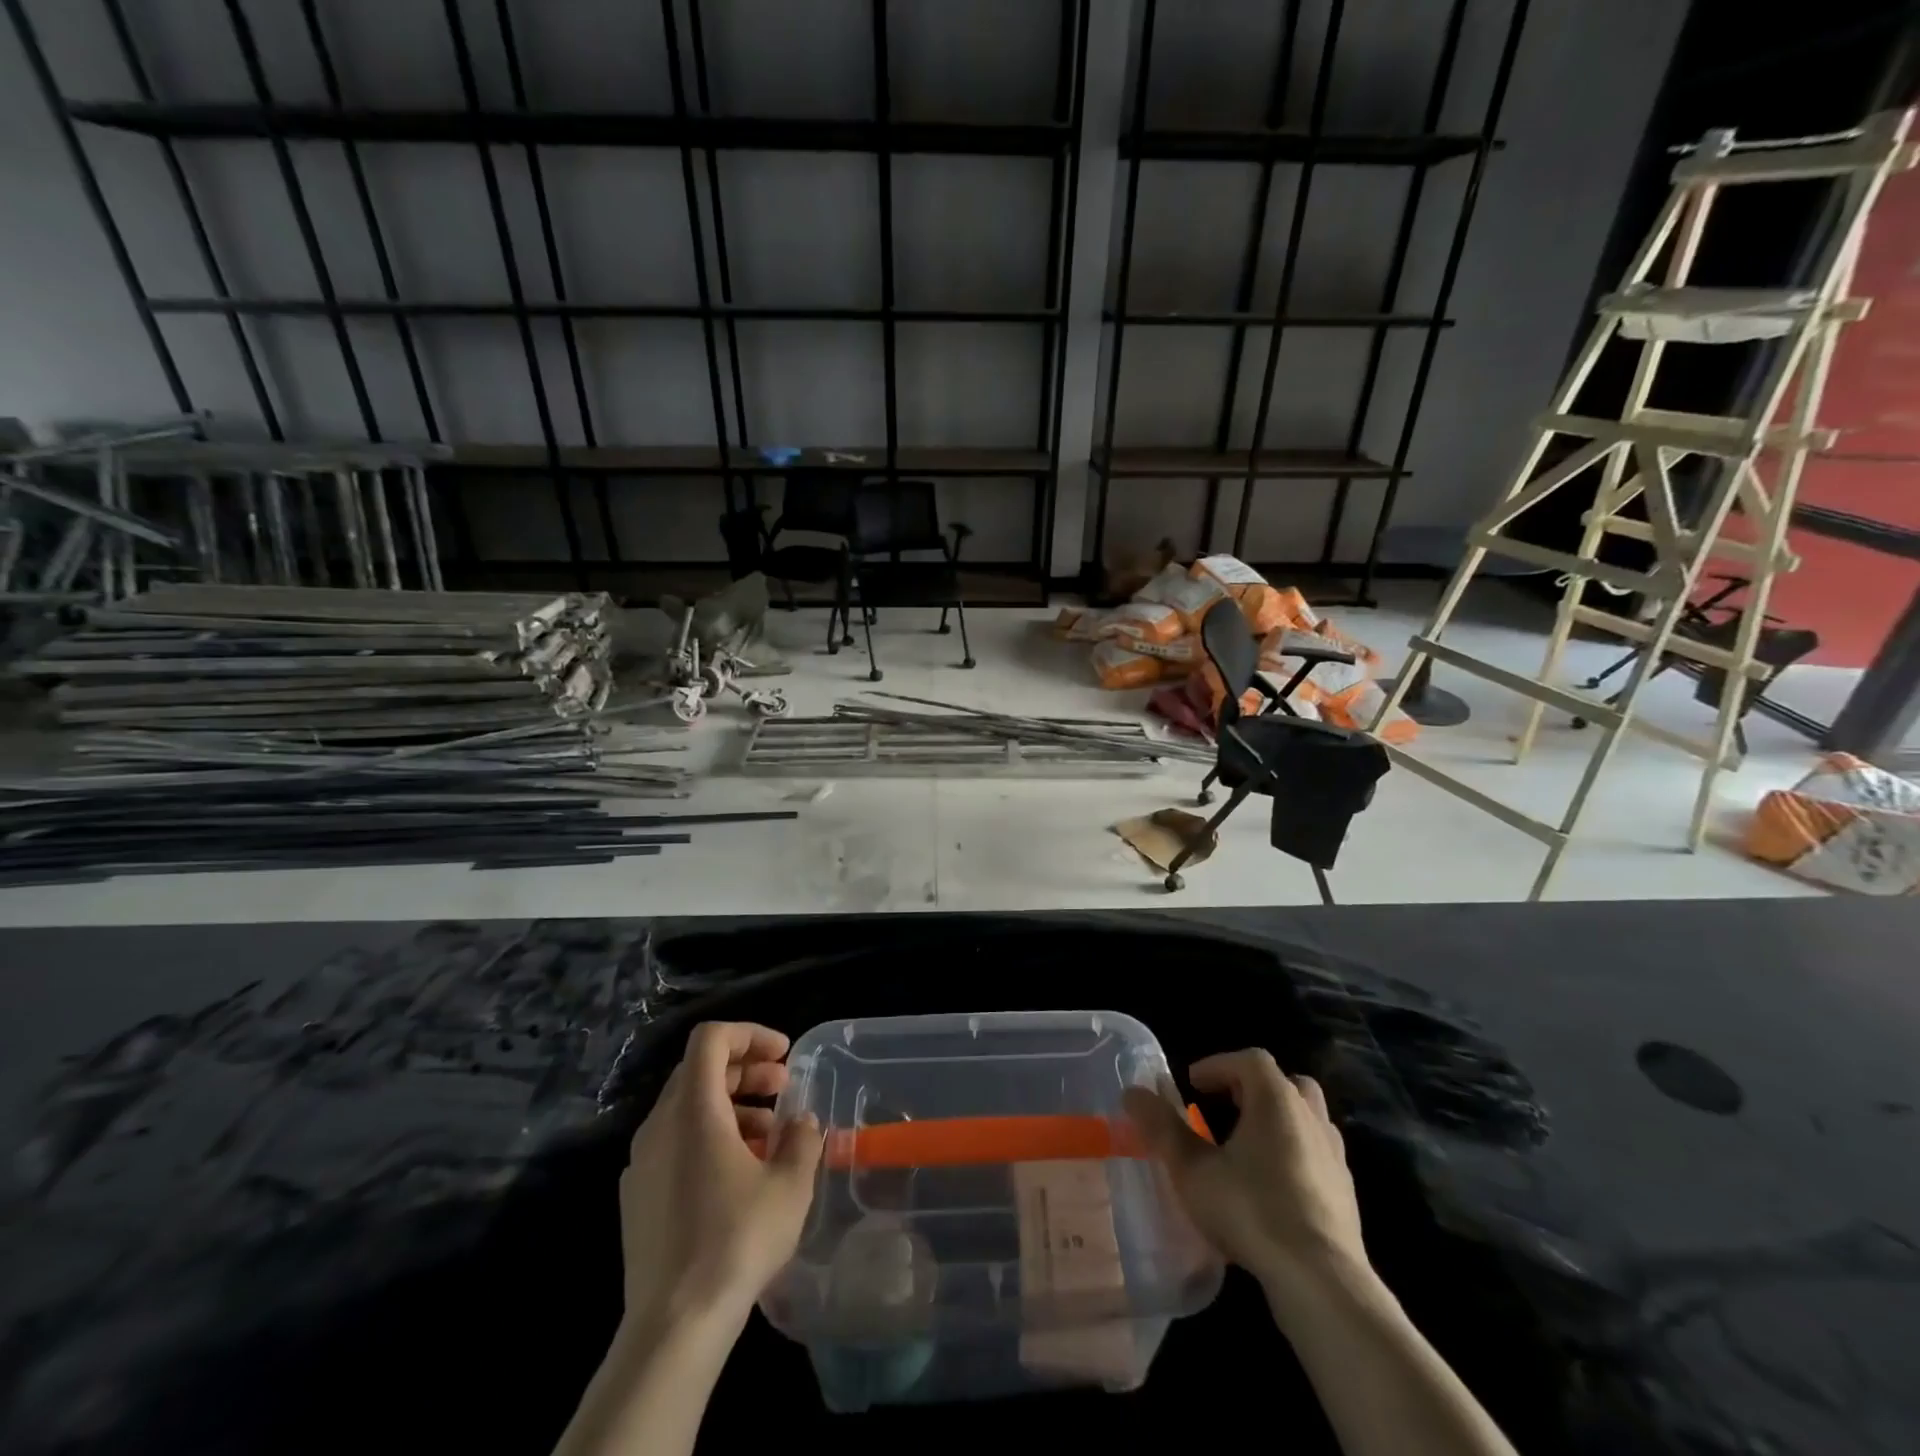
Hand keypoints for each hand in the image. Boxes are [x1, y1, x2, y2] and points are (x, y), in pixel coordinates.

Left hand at [618, 1022, 822, 1327]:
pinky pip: (674, 1143)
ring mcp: (641, 1162)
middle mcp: (659, 1125)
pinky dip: (708, 1137)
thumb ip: (802, 1138)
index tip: (784, 1055)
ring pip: (687, 1108)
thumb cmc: (736, 1240)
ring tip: (770, 1135)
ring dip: (731, 1106)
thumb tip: (802, 1121)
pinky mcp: (636, 1197)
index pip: (711, 1038)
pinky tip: (738, 1174)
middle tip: (784, 1088)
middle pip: (699, 1070)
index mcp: (692, 1109)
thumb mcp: (790, 1184)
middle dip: (745, 1070)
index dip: (750, 1034)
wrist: (673, 1326)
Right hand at [1124, 1049, 1370, 1317]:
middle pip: (1284, 1082)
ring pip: (1306, 1116)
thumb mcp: (1193, 1169)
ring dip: (1276, 1118)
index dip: (1218, 1065)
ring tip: (1247, 1142)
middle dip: (1252, 1086)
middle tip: (1223, 1105)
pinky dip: (1294, 1151)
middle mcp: (1310, 1116)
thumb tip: (1132, 1092)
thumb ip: (1162, 1128)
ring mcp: (1333, 1154)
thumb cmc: (1251, 1211)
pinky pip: (1317, 1152)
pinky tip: (1273, 1183)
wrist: (1321, 1281)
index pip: (1248, 1060)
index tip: (1192, 1083)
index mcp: (1275, 1099)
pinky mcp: (1346, 1191)